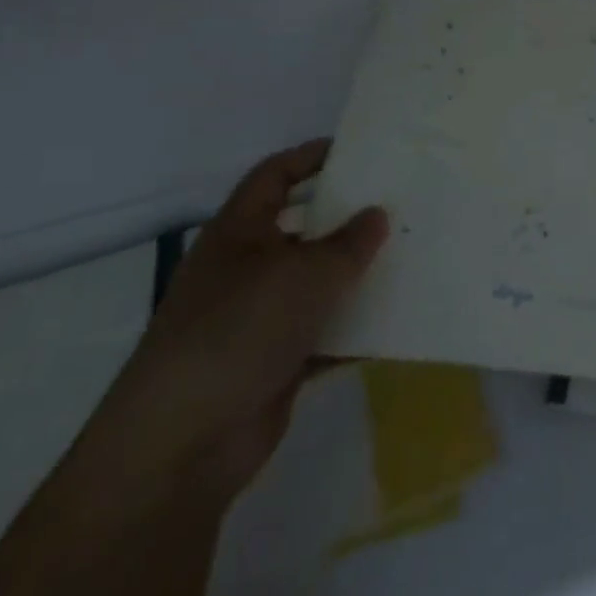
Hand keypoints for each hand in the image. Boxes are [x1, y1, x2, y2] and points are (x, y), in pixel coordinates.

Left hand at [89, 141, 387, 501]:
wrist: (182, 444)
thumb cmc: (239, 331)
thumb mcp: (304, 274)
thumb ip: (349, 242)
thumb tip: (377, 215)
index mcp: (240, 232)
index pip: (275, 175)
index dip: (313, 157)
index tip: (362, 151)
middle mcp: (247, 268)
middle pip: (304, 228)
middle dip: (350, 217)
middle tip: (403, 204)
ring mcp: (260, 318)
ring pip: (319, 283)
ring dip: (358, 275)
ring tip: (413, 258)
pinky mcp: (276, 362)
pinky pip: (326, 332)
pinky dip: (356, 328)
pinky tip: (399, 322)